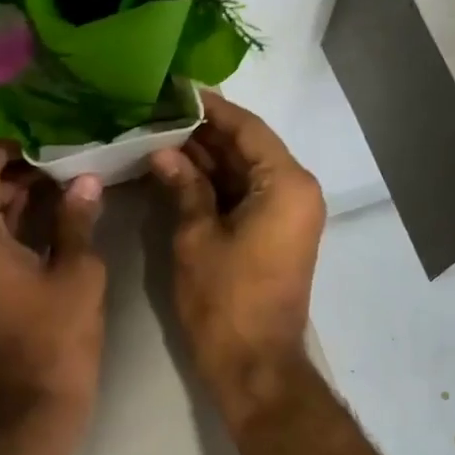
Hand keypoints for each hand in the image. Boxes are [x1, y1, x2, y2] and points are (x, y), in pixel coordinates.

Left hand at [0, 141, 107, 425]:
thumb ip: (77, 219)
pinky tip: (34, 214)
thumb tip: (86, 181)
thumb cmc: (58, 338)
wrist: (29, 405)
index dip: (4, 147)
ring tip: (46, 182)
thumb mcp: (78, 273)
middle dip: (0, 167)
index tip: (38, 140)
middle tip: (44, 160)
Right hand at [150, 95, 325, 423]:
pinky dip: (216, 185)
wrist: (254, 365)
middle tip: (158, 113)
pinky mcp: (276, 235)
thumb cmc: (225, 301)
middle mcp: (296, 192)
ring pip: (246, 172)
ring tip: (159, 135)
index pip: (247, 128)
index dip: (210, 107)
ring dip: (208, 158)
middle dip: (204, 133)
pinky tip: (178, 171)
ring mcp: (288, 215)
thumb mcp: (197, 238)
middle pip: (249, 148)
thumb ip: (184, 187)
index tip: (175, 89)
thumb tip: (164, 152)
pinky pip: (247, 196)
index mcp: (286, 185)